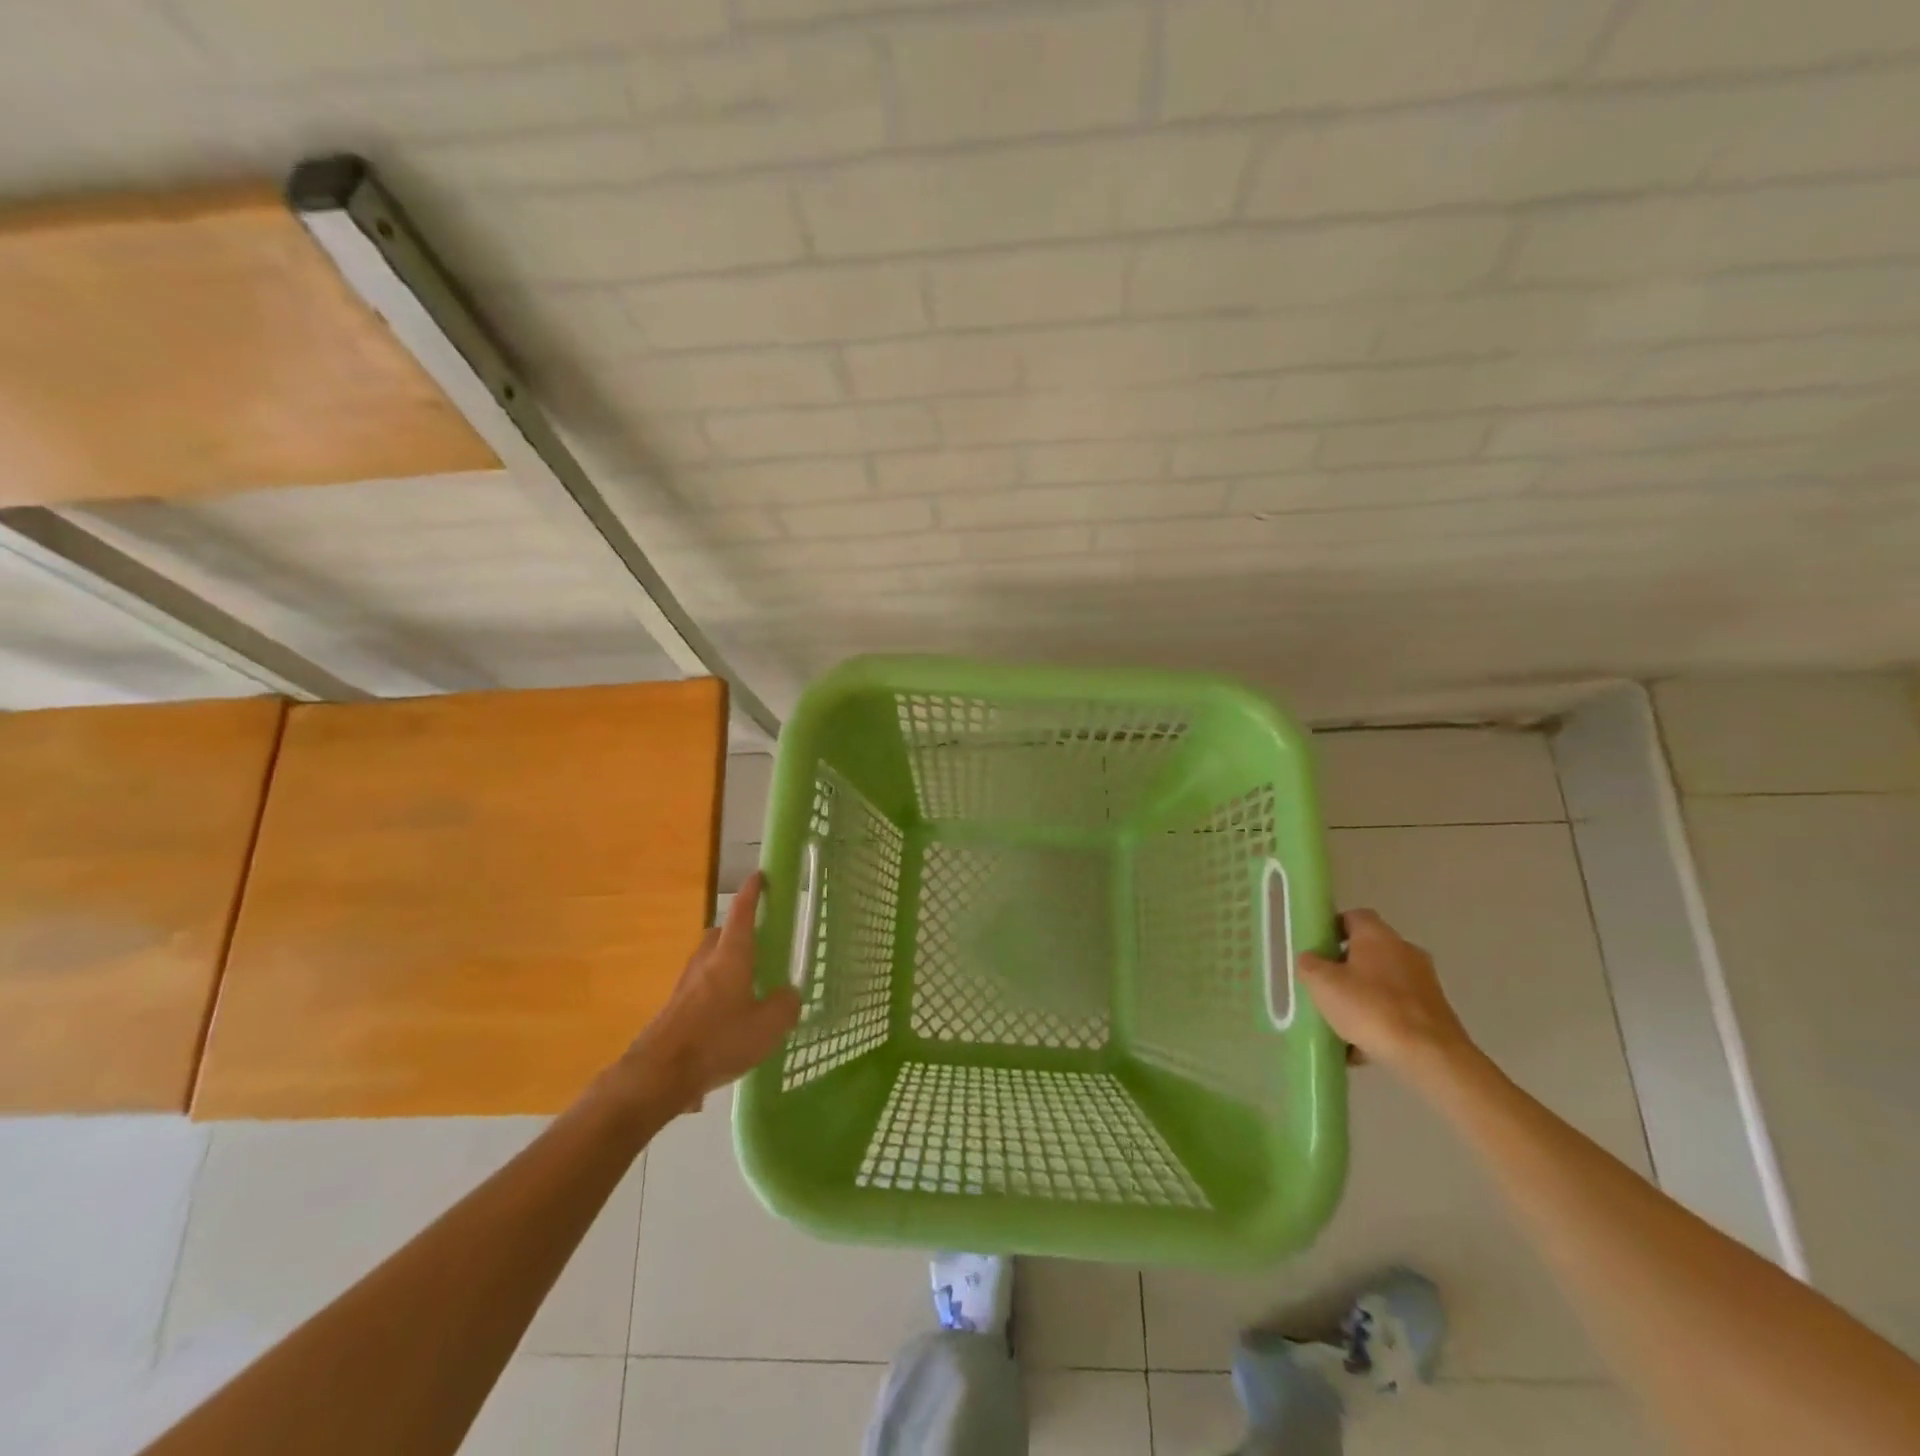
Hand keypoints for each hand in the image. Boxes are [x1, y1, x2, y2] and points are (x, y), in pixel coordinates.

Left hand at [622, 873, 800, 1112]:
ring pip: (708, 962)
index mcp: (731, 955)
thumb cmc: (718, 1040)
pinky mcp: (674, 1009)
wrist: (657, 1074)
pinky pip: (700, 989)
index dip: (752, 892)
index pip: (742, 913)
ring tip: (747, 986)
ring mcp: (685, 985)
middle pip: (721, 935)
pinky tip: (727, 1019)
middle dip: (737, 932)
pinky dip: (715, 993)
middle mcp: (706, 961)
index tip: (760, 876)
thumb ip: (785, 1006)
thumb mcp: (767, 1026)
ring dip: (726, 964)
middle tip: (758, 943)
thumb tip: (789, 995)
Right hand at [1296, 909, 1473, 1081]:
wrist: (1431, 1057)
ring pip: (1382, 983)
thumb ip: (1309, 965)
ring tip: (1340, 1024)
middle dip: (1345, 968)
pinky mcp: (1435, 1012)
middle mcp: (1405, 951)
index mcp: (1377, 936)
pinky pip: (1397, 1010)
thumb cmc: (1371, 1009)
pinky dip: (1380, 1021)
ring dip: (1362, 997)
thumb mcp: (1322, 984)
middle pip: (1368, 951)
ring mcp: (1424, 982)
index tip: (1316, 948)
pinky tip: (1361, 1047)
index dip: (1332, 928)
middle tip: (1324, 987)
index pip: (1353, 916)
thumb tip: (1310, 959)